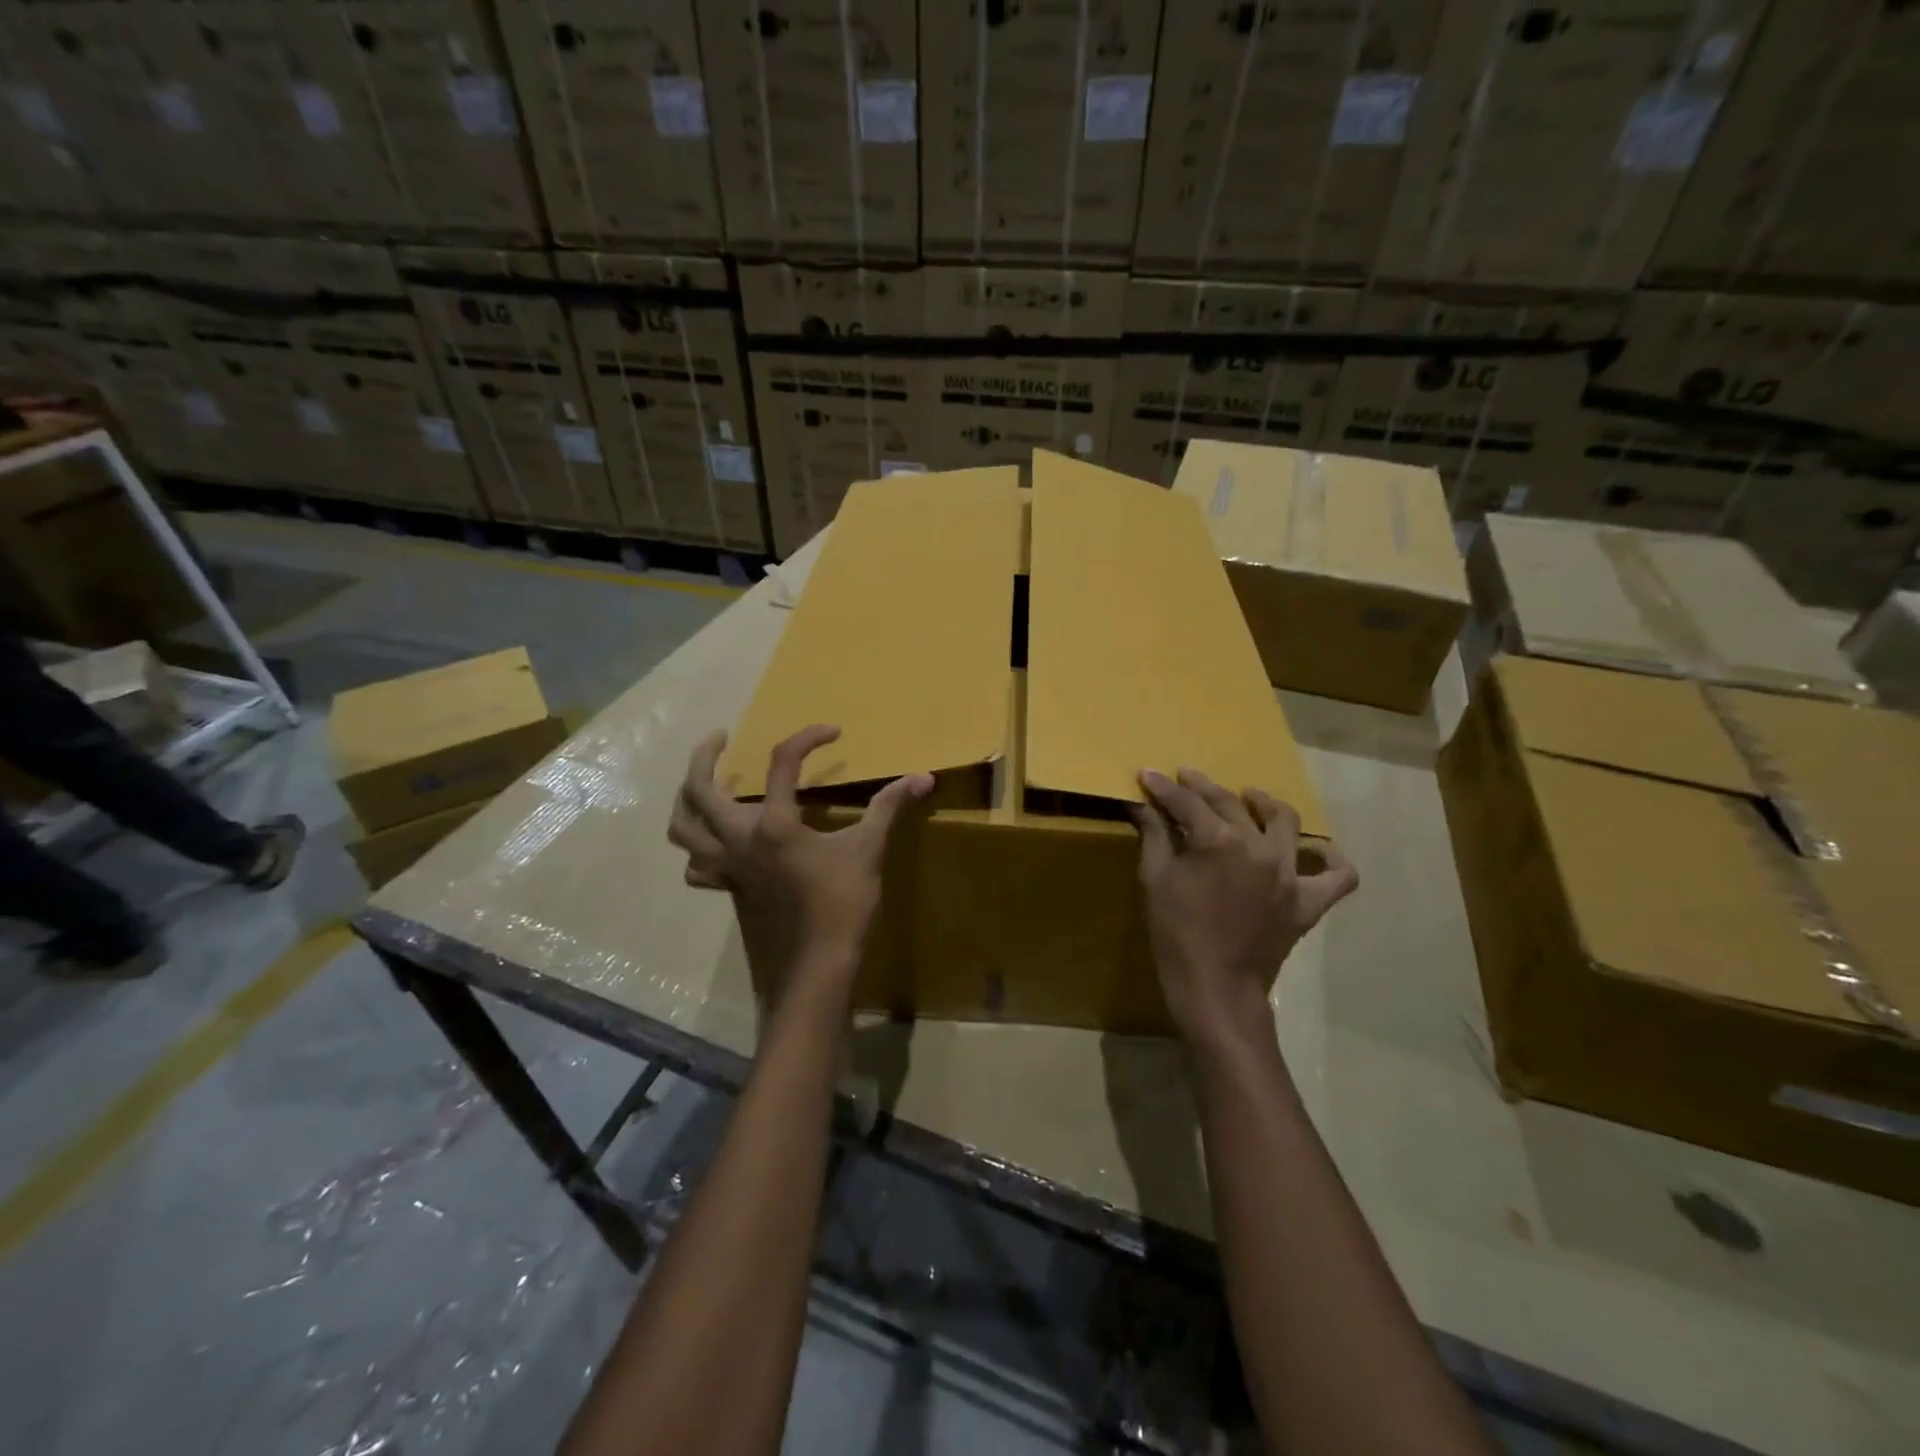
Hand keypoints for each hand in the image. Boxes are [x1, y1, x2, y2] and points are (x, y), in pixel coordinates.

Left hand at [668, 724, 932, 989]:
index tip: (833, 732)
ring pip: (683, 828)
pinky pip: (697, 864)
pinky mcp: (729, 889)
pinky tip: (715, 845)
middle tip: (720, 738)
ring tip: (701, 784)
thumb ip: (889, 807)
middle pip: (699, 790)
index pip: (783, 762)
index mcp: (774, 824)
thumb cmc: (842, 904)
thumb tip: (923, 777)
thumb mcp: (868, 850)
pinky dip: (699, 849)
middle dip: (703, 756)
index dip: (808, 738)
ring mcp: (728, 868)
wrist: (815, 966)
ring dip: (686, 800)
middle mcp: (739, 840)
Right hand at [1133, 768, 1357, 1048]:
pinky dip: (1329, 858)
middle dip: (1202, 788)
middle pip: (1230, 804)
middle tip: (1185, 779)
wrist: (1215, 989)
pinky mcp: (1309, 901)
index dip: (1164, 787)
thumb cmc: (1176, 934)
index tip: (1148, 774)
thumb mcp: (1155, 879)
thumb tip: (1141, 803)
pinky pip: (1337, 875)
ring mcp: (1291, 874)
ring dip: (1263, 803)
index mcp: (1219, 842)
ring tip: (1249, 798)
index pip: (1187, 803)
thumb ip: (1153, 835)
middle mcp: (1260, 848)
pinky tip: (1314, 848)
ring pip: (1285, 821)